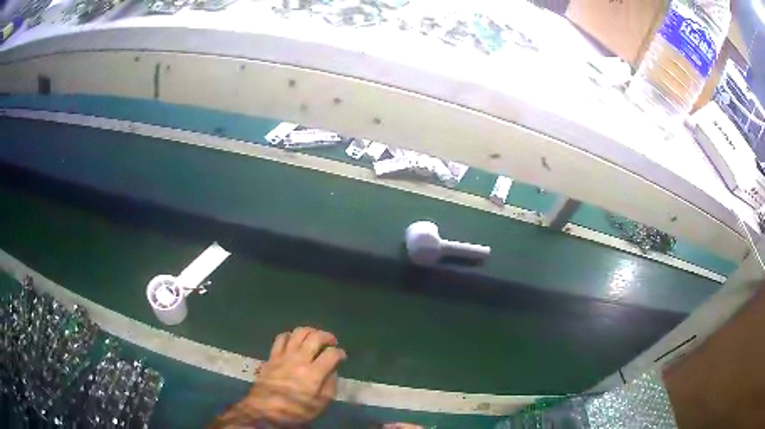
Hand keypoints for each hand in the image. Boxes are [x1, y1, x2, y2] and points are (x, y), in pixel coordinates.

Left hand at [211, 327, 346, 427]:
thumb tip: (332, 371)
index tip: (342, 357)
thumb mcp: (320, 405)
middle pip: (315, 337)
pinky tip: (294, 341)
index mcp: (313, 374)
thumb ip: (329, 386)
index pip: (331, 354)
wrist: (265, 410)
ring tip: (314, 337)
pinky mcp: (272, 356)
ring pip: (298, 332)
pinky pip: (281, 338)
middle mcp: (299, 360)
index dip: (340, 353)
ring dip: (310, 332)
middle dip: (327, 336)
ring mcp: (284, 356)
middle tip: (331, 342)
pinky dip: (290, 335)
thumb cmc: (295, 411)